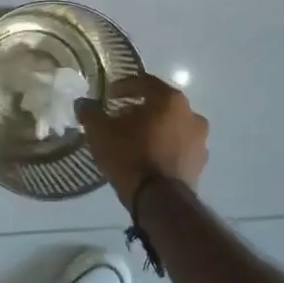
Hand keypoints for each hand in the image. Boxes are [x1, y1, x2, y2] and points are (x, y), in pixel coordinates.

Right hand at [77, 74, 209, 209]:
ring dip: (154, 128)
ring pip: (172, 125)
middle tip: (119, 117)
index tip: (109, 95)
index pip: (145, 82)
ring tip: (133, 139)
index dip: (124, 86)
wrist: (159, 200)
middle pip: (161, 104)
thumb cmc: (130, 156)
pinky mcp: (200, 163)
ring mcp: (200, 140)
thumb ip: (90, 112)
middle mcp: (191, 114)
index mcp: (170, 99)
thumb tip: (83, 103)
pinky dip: (164, 146)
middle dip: (139, 108)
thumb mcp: (100, 132)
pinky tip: (147, 157)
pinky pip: (178, 146)